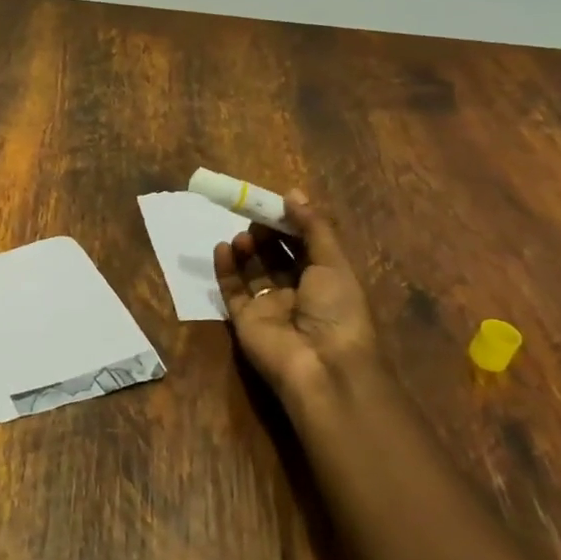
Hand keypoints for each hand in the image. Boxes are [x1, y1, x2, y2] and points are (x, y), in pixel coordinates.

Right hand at [214, 190, 377, 408]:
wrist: (321, 366)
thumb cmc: (337, 310)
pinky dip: (225, 268)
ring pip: (253, 270)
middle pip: (277, 255)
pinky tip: (223, 248)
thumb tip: (293, 193)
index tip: (274, 202)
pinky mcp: (244, 319)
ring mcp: (269, 307)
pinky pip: (231, 289)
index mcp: (326, 280)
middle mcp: (298, 292)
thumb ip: (313, 227)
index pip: (305, 245)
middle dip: (266, 233)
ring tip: (243, 236)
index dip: (290, 223)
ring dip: (247, 248)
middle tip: (254, 214)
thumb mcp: (333, 263)